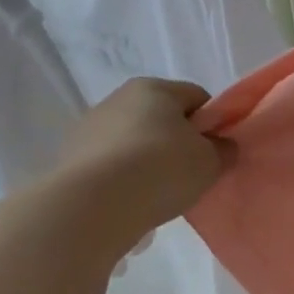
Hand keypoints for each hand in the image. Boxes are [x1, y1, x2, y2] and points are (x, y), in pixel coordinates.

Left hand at [52, 78, 227, 247]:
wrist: (94, 204)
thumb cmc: (162, 169)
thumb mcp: (210, 161)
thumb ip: (223, 150)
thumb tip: (221, 146)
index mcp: (154, 88)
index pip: (197, 97)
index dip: (214, 122)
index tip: (218, 151)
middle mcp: (118, 98)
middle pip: (162, 118)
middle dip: (179, 142)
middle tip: (192, 174)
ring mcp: (89, 127)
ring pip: (134, 141)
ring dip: (149, 161)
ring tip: (160, 194)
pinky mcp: (70, 158)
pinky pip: (111, 164)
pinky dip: (124, 178)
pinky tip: (132, 201)